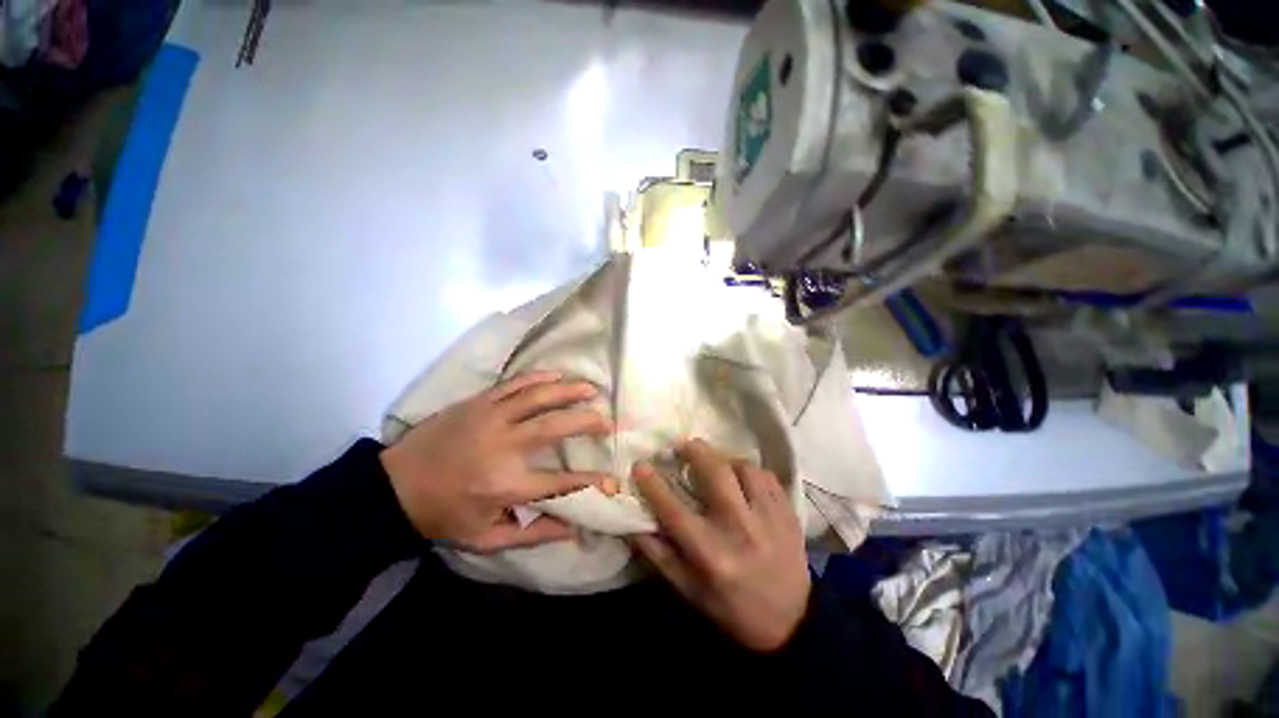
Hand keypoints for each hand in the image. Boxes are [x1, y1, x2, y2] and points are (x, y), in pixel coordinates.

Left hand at [381, 371, 614, 553]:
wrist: (393, 487)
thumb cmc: (442, 515)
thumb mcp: (484, 538)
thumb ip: (531, 534)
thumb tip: (573, 528)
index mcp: (505, 485)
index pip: (559, 483)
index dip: (589, 481)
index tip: (611, 478)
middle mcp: (503, 446)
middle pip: (555, 427)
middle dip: (586, 422)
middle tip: (607, 421)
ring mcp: (490, 419)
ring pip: (538, 397)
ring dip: (569, 391)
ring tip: (591, 389)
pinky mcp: (479, 403)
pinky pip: (515, 384)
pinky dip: (539, 377)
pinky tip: (557, 375)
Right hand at [630, 439, 810, 651]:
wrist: (792, 624)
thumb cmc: (732, 609)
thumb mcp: (690, 591)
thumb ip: (660, 555)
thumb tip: (634, 523)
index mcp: (711, 554)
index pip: (674, 511)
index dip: (654, 485)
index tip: (641, 465)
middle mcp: (739, 529)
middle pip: (716, 474)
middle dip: (696, 452)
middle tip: (685, 445)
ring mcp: (768, 518)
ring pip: (744, 469)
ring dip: (726, 460)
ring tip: (718, 463)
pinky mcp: (787, 513)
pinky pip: (767, 476)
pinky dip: (751, 471)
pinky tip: (744, 478)